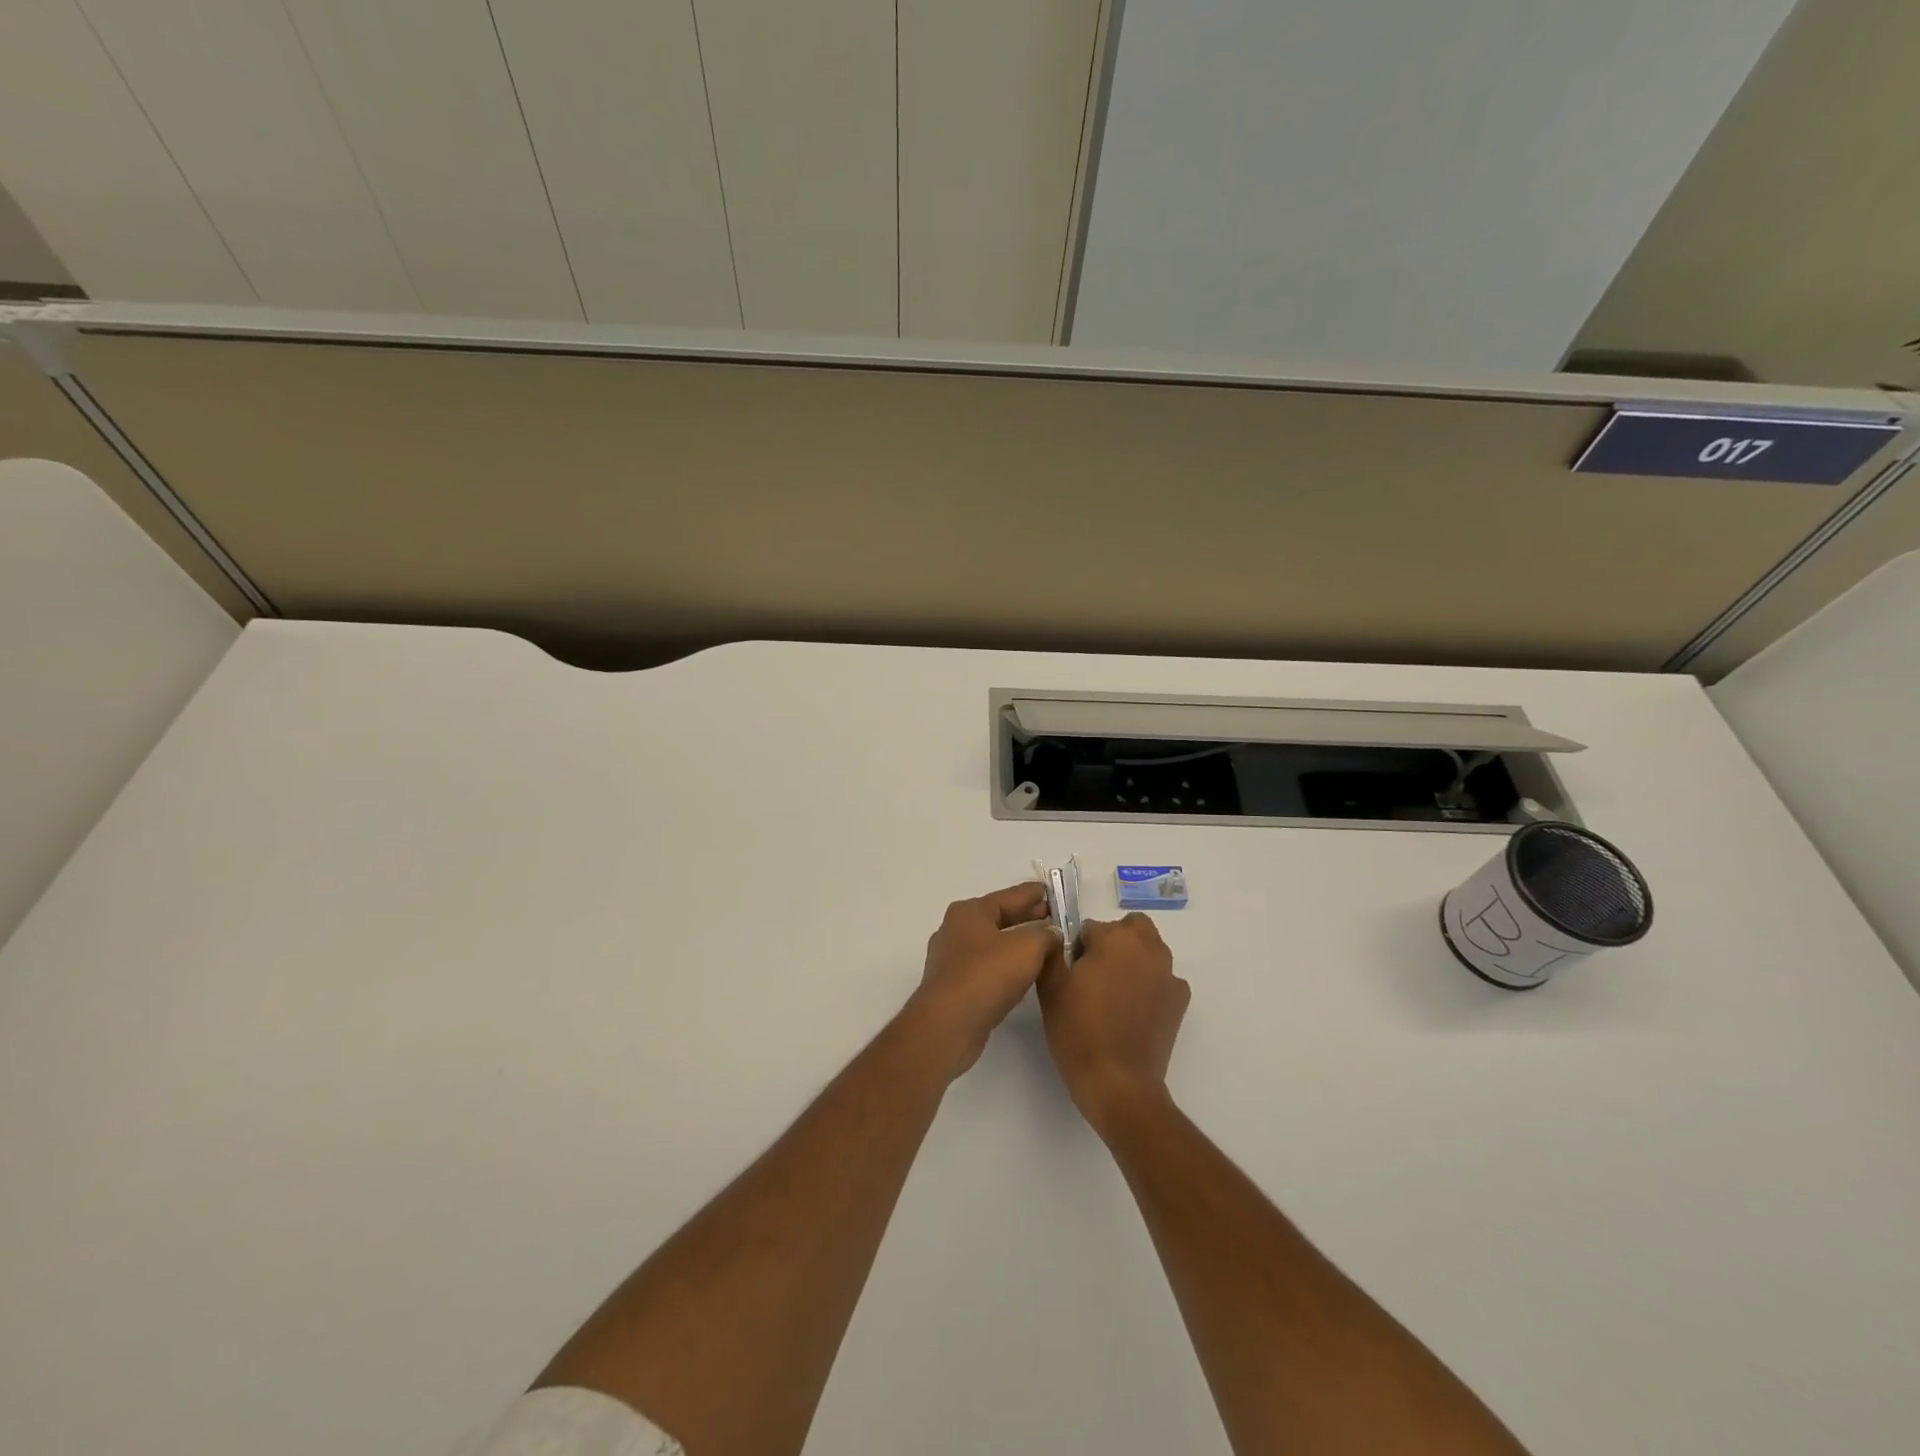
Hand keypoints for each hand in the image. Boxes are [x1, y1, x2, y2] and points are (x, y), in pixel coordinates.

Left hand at [907, 882, 1060, 1079]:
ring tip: (1044, 947)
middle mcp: (956, 930)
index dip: (1033, 894)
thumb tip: (1051, 933)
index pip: (1009, 895)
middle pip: (998, 918)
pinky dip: (1006, 966)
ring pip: (992, 944)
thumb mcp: (1027, 947)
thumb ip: (1045, 935)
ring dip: (1017, 944)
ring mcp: (952, 960)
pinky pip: (986, 968)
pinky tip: (1023, 974)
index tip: (1052, 892)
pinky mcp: (954, 988)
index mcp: (970, 912)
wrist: (949, 1024)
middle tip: (1054, 918)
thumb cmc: (987, 975)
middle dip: (1026, 918)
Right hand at [1037, 913, 1189, 1133]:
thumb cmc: (1078, 1031)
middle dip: (1115, 940)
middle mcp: (1147, 948)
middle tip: (1096, 972)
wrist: (1118, 1083)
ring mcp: (1168, 974)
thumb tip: (1056, 938)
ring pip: (1151, 950)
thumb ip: (1051, 952)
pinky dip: (1151, 985)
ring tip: (1115, 992)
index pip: (1090, 928)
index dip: (1078, 949)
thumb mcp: (1050, 988)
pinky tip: (1135, 1010)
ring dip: (1135, 959)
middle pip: (1131, 928)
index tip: (1071, 973)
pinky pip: (1164, 979)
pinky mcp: (1180, 1001)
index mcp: (1114, 939)